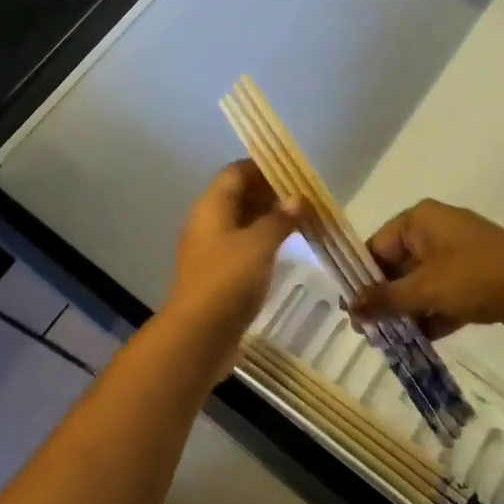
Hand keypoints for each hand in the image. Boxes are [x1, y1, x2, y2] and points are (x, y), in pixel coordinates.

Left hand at [161, 161, 300, 374]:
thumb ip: (279, 220)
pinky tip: (285, 247)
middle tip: (304, 197)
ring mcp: (211, 249)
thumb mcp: (258, 245)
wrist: (198, 335)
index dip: (263, 167)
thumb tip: (298, 198)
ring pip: (242, 221)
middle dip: (269, 192)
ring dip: (268, 217)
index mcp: (211, 206)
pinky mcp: (219, 273)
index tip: (294, 171)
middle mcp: (208, 221)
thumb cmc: (227, 281)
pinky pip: (242, 245)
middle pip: (238, 195)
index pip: (236, 172)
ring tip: (302, 219)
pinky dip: (263, 240)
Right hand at [351, 199, 503, 343]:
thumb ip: (384, 299)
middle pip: (399, 264)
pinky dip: (434, 313)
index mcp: (420, 219)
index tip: (352, 309)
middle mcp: (438, 228)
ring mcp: (461, 252)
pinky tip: (422, 341)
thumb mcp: (423, 290)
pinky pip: (446, 292)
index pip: (378, 245)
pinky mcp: (480, 275)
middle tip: (370, 330)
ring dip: (410, 309)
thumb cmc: (473, 277)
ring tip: (392, 340)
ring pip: (423, 281)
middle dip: (387, 297)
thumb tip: (350, 309)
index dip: (363, 277)